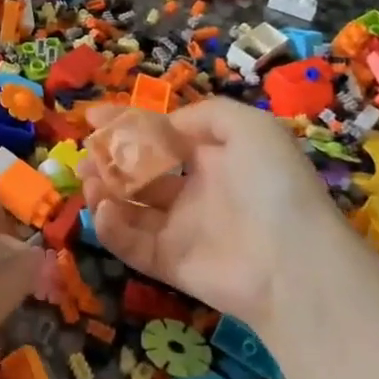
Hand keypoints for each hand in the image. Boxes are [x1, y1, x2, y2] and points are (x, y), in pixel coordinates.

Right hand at [81, 97, 345, 325]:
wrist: (294, 262)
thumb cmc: (272, 185)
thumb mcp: (251, 127)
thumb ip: (204, 114)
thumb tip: (164, 125)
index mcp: (213, 158)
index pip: (160, 136)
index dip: (125, 124)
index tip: (91, 118)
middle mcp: (194, 192)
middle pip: (138, 173)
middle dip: (106, 161)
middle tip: (84, 157)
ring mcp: (180, 230)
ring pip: (128, 207)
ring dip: (103, 192)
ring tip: (91, 182)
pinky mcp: (169, 264)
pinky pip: (130, 244)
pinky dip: (111, 228)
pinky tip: (105, 210)